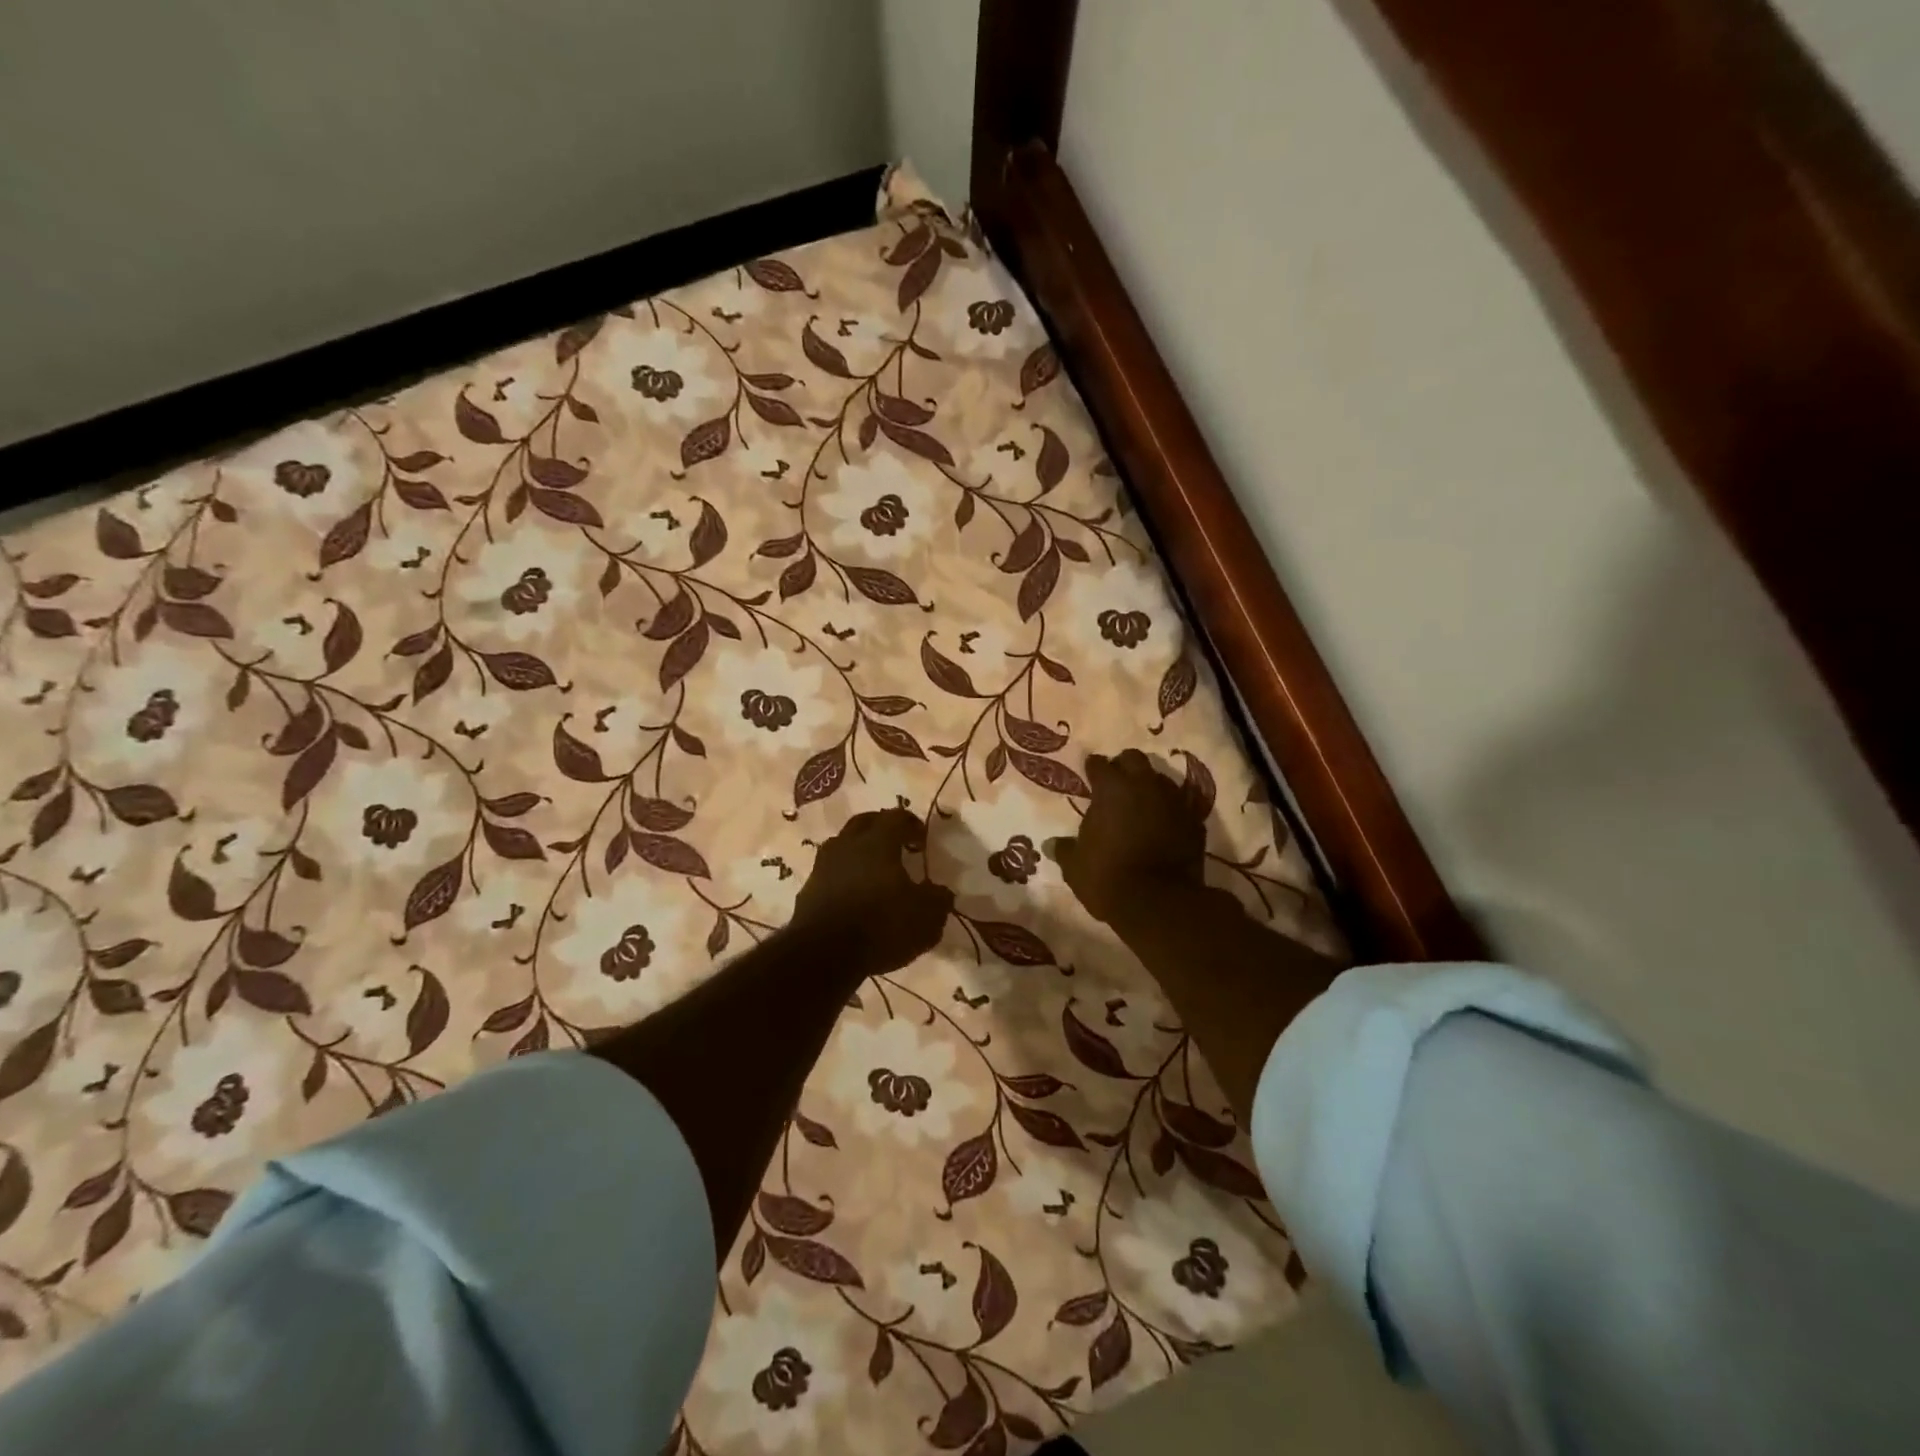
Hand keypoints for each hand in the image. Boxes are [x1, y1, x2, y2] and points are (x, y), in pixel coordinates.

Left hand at [791, 808, 953, 974]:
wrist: (824, 955)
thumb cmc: (881, 925)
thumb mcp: (926, 917)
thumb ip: (938, 900)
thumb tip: (941, 892)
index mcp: (878, 842)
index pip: (896, 817)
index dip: (911, 823)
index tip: (922, 838)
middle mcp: (847, 845)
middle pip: (864, 823)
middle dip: (881, 827)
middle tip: (897, 842)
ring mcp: (823, 866)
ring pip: (842, 845)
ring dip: (858, 851)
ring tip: (874, 869)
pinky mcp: (808, 890)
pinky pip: (830, 872)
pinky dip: (843, 876)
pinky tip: (853, 895)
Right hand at [1045, 749, 1205, 928]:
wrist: (1160, 903)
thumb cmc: (1108, 877)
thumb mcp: (1076, 866)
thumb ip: (1065, 849)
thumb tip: (1051, 844)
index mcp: (1111, 789)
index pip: (1099, 764)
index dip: (1093, 768)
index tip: (1089, 774)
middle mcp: (1144, 785)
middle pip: (1134, 759)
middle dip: (1124, 766)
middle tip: (1116, 783)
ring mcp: (1174, 801)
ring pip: (1160, 779)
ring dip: (1149, 787)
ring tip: (1141, 804)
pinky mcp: (1195, 821)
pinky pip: (1180, 806)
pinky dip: (1170, 811)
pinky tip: (1164, 825)